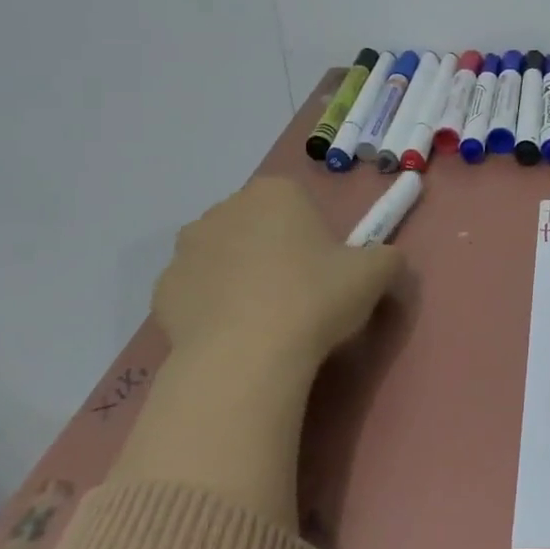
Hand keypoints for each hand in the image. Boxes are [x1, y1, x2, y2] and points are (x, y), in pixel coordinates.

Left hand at [153, 178, 402, 369]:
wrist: (246, 356)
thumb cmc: (315, 298)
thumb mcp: (376, 273)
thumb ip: (387, 257)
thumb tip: (386, 261)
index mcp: (275, 192)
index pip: (299, 204)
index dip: (316, 237)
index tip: (327, 271)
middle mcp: (224, 208)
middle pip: (258, 227)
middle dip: (274, 251)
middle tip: (300, 295)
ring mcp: (186, 249)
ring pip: (223, 257)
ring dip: (239, 276)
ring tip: (264, 320)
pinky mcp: (162, 290)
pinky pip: (196, 292)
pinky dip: (212, 307)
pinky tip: (233, 335)